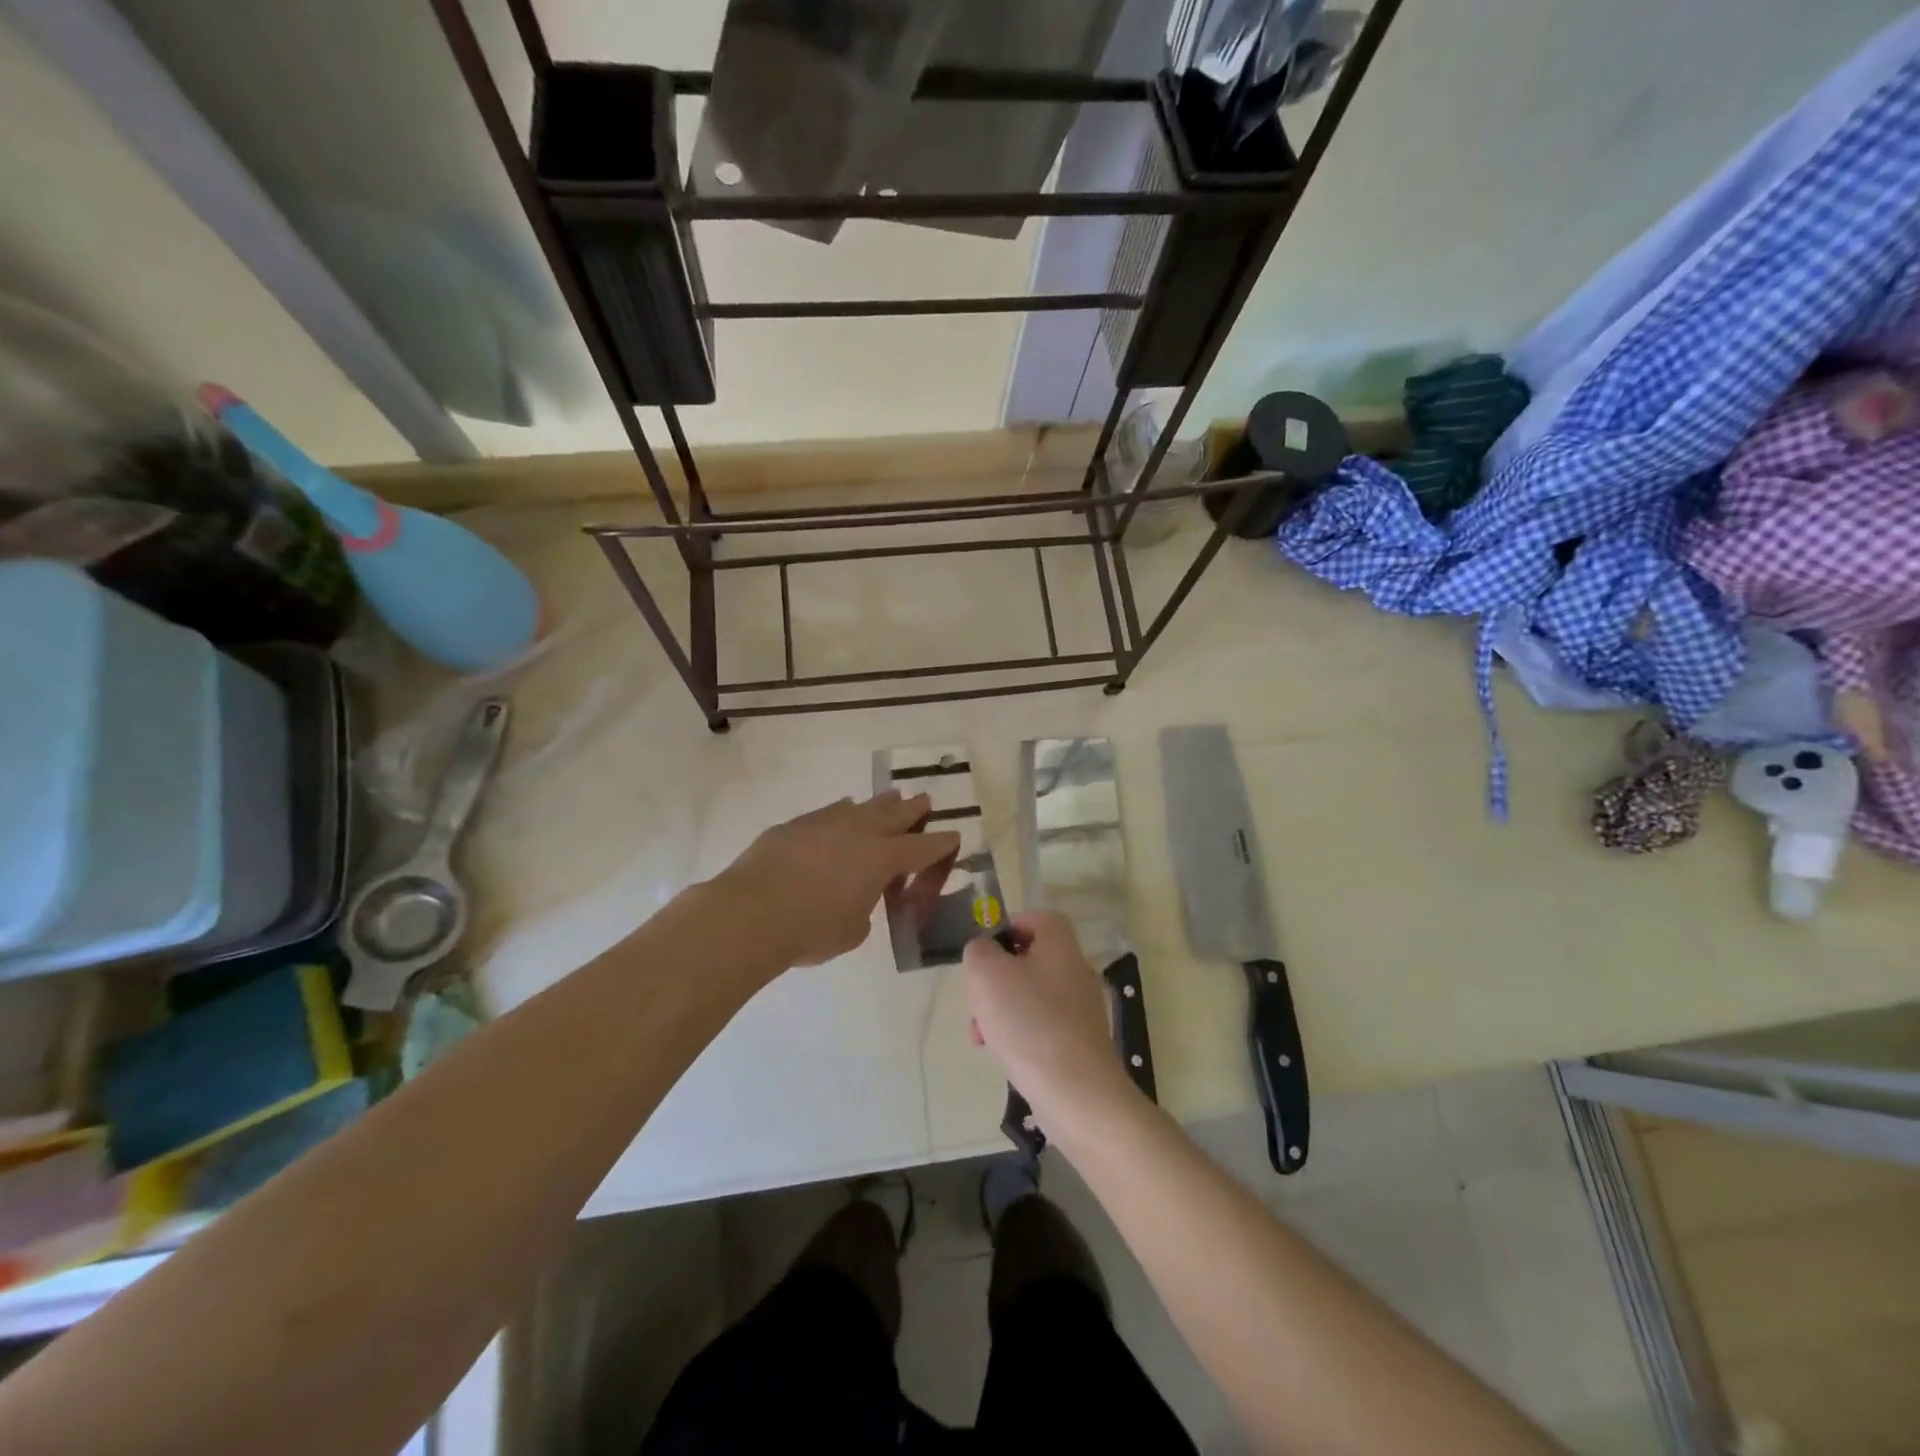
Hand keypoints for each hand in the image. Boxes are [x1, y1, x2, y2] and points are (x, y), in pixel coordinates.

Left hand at [713, 792, 958, 970]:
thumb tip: (855, 897)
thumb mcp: (852, 931)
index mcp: (882, 859)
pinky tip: (843, 808)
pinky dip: (842, 810)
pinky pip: (829, 812)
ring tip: (890, 797)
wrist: (751, 913)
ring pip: (861, 807)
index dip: (940, 843)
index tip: (953, 835)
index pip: (921, 848)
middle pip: (894, 816)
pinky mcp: (795, 826)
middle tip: (924, 800)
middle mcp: (859, 833)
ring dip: (879, 803)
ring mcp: (825, 824)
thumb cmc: (811, 930)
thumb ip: (863, 908)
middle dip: (913, 809)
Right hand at [963, 911, 1134, 1120]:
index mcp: (1060, 943)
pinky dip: (1019, 1034)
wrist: (1076, 1092)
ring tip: (982, 1036)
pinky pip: (1041, 1025)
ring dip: (1001, 1010)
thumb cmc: (1029, 1021)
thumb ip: (978, 950)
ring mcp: (1081, 1007)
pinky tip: (1004, 1055)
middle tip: (977, 1000)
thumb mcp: (986, 973)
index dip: (1005, 928)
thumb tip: (984, 951)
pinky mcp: (1079, 1041)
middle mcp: (1076, 968)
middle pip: (1028, 959)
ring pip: (1030, 995)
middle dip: (995, 978)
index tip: (981, 953)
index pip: (1034, 918)